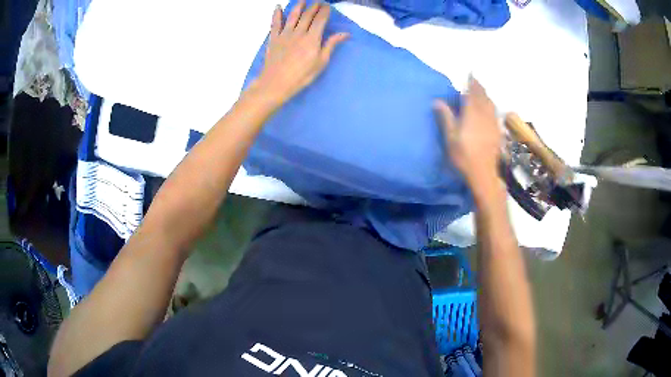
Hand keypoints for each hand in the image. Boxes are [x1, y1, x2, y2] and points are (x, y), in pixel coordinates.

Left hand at [255, 1, 348, 105]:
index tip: (327, 6)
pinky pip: (275, 23)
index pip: (320, 20)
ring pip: (293, 16)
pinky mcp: (273, 38)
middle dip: (314, 7)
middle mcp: (299, 32)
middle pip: (307, 15)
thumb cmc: (301, 75)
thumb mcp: (321, 62)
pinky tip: (278, 7)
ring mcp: (285, 34)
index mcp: (312, 38)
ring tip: (302, 0)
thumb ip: (331, 45)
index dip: (324, 11)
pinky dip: (276, 14)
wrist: (276, 82)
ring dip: (299, 6)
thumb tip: (344, 33)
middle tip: (318, 2)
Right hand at [435, 78, 502, 189]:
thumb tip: (437, 101)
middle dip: (479, 87)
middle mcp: (485, 115)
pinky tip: (490, 109)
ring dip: (486, 96)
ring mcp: (493, 124)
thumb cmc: (464, 156)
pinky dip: (491, 106)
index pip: (472, 94)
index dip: (471, 83)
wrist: (483, 173)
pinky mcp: (497, 132)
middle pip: (483, 97)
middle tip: (475, 81)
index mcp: (472, 114)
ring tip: (482, 92)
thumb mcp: (451, 137)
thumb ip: (446, 117)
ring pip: (491, 104)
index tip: (470, 74)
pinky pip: (495, 113)